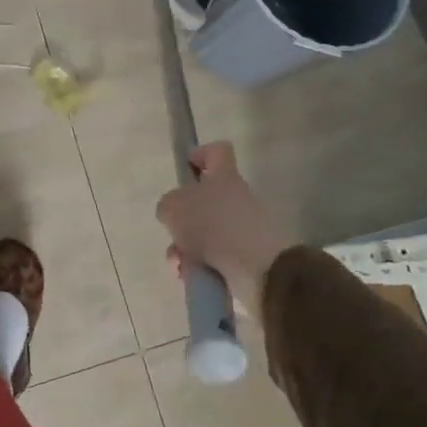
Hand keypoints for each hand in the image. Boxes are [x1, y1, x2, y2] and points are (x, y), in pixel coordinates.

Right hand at [154, 142, 288, 313]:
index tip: (186, 167)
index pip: (217, 151)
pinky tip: (189, 275)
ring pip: (205, 233)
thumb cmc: (212, 225)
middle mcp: (237, 198)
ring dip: (186, 248)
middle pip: (205, 199)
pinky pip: (215, 257)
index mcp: (224, 177)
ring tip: (178, 263)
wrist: (258, 269)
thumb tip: (174, 213)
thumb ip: (168, 205)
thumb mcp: (173, 208)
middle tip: (172, 231)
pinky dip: (199, 266)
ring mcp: (244, 228)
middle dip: (183, 219)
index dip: (200, 154)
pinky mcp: (247, 256)